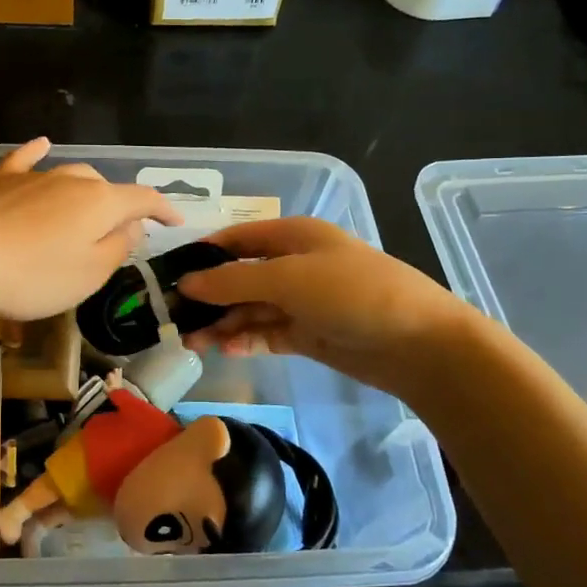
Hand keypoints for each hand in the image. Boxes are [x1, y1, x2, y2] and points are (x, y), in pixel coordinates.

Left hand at [0, 139, 181, 321]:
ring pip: (71, 175)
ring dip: (86, 192)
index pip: (143, 199)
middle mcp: (70, 179)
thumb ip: (117, 248)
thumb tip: (133, 225)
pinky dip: (38, 153)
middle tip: (121, 234)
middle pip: (105, 188)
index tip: (177, 222)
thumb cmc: (32, 276)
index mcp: (99, 202)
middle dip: (119, 207)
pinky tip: (42, 144)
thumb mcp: (88, 274)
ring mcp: (32, 177)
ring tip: (90, 210)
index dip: (163, 209)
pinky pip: (25, 161)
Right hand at [177, 217, 469, 400]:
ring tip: (191, 343)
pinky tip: (225, 350)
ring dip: (222, 323)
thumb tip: (186, 283)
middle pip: (240, 277)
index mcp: (293, 236)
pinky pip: (267, 333)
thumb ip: (233, 281)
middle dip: (208, 297)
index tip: (168, 276)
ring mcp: (302, 301)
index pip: (236, 239)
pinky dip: (246, 340)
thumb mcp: (288, 278)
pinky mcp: (309, 334)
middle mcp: (295, 264)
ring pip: (250, 309)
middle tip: (173, 320)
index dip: (203, 255)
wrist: (418, 343)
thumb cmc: (352, 293)